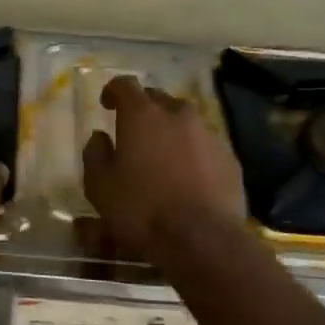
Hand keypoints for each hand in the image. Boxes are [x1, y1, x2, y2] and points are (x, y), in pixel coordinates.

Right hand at [82, 76, 246, 257]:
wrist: (202, 240)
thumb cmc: (141, 210)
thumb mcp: (100, 186)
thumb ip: (95, 154)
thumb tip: (99, 137)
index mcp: (142, 115)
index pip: (125, 84)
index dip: (113, 90)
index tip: (106, 104)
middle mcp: (178, 115)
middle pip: (158, 99)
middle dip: (143, 109)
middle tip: (133, 131)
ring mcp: (208, 134)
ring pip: (185, 121)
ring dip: (170, 130)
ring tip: (161, 155)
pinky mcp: (229, 158)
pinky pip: (204, 145)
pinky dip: (192, 152)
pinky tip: (186, 176)